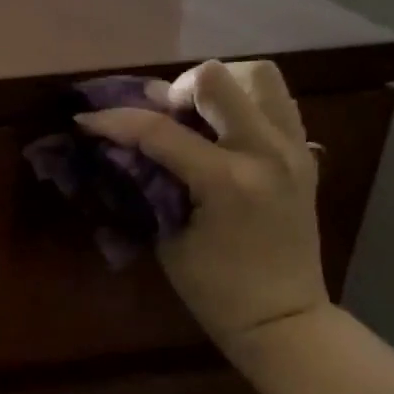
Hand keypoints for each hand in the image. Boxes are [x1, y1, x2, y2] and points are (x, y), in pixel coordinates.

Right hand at [76, 59, 330, 359]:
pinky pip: (277, 103)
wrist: (284, 318)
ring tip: (199, 116)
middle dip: (177, 90)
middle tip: (163, 117)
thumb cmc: (216, 290)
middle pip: (218, 78)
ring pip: (259, 75)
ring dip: (221, 87)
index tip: (87, 119)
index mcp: (227, 181)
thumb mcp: (168, 237)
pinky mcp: (305, 154)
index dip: (116, 121)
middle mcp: (266, 152)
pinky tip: (225, 133)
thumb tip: (127, 148)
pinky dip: (246, 104)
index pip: (160, 131)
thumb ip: (151, 184)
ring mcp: (294, 149)